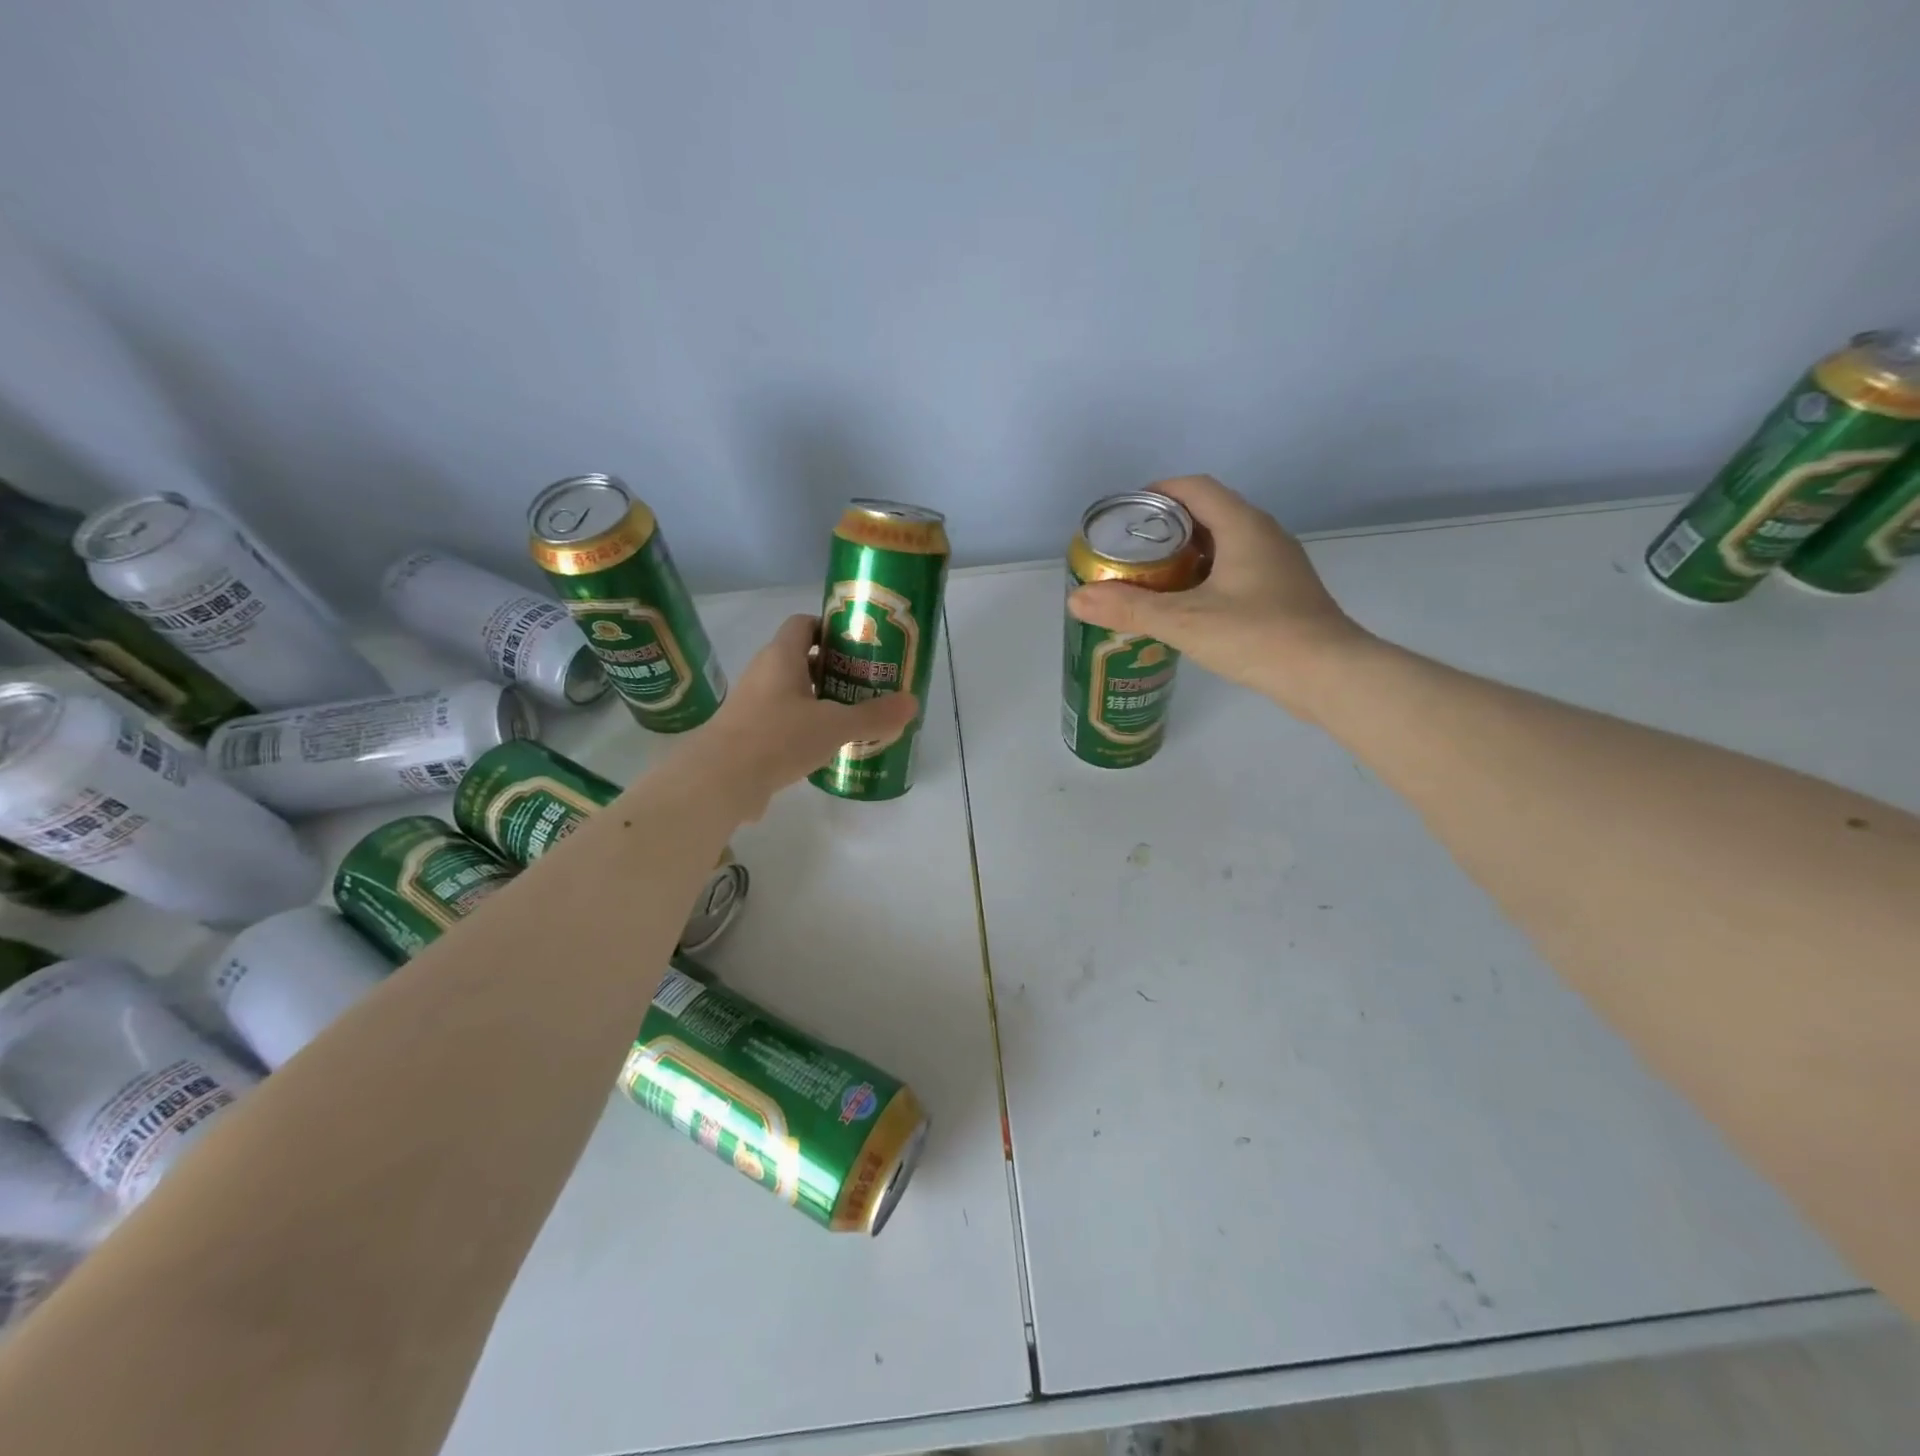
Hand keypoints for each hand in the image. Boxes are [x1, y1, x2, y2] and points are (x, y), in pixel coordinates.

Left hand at [684, 614, 918, 816]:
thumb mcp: (834, 726)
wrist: (719, 780)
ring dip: (819, 700)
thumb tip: (913, 703)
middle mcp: (763, 672)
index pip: (804, 624)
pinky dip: (803, 726)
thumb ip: (874, 715)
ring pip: (791, 691)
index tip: (858, 644)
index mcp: (781, 656)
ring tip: (851, 715)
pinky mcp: (747, 733)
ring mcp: (751, 703)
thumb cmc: (777, 737)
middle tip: (865, 683)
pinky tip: (824, 747)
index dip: (830, 627)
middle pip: (801, 658)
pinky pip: (781, 719)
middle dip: (833, 668)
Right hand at [1067, 475, 1369, 719]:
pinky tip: (1188, 607)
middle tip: (1129, 553)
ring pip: (1223, 544)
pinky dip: (1206, 577)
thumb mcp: (1184, 622)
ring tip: (1151, 580)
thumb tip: (1077, 598)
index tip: (1124, 514)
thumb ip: (1130, 609)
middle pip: (1208, 514)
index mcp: (1243, 526)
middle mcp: (1264, 535)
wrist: (1329, 675)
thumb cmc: (1258, 636)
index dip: (1156, 492)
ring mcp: (1278, 565)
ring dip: (1186, 555)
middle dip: (1165, 528)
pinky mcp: (1283, 593)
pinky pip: (1237, 570)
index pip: (1194, 488)